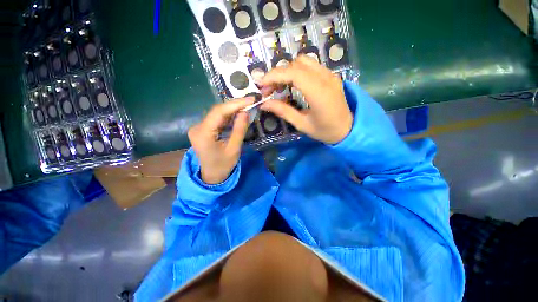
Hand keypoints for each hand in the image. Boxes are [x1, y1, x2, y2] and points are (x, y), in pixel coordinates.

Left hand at [188, 98, 253, 183]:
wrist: (212, 176)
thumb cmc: (223, 165)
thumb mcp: (234, 149)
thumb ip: (239, 130)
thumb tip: (245, 112)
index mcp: (203, 133)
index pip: (219, 112)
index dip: (236, 103)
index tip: (251, 99)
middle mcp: (197, 127)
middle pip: (217, 111)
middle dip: (235, 105)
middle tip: (251, 101)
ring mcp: (199, 127)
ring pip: (218, 113)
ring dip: (233, 110)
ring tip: (247, 106)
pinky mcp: (203, 129)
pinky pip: (217, 119)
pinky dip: (229, 116)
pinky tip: (238, 114)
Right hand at [259, 55, 352, 143]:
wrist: (347, 129)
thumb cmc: (325, 130)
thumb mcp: (302, 124)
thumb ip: (283, 111)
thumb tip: (264, 103)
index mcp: (319, 93)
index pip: (294, 73)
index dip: (275, 75)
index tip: (261, 84)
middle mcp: (325, 78)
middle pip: (297, 64)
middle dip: (278, 74)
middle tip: (269, 89)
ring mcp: (330, 74)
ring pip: (303, 61)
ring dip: (287, 71)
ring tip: (280, 86)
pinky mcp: (330, 75)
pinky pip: (310, 66)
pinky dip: (297, 71)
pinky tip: (292, 84)